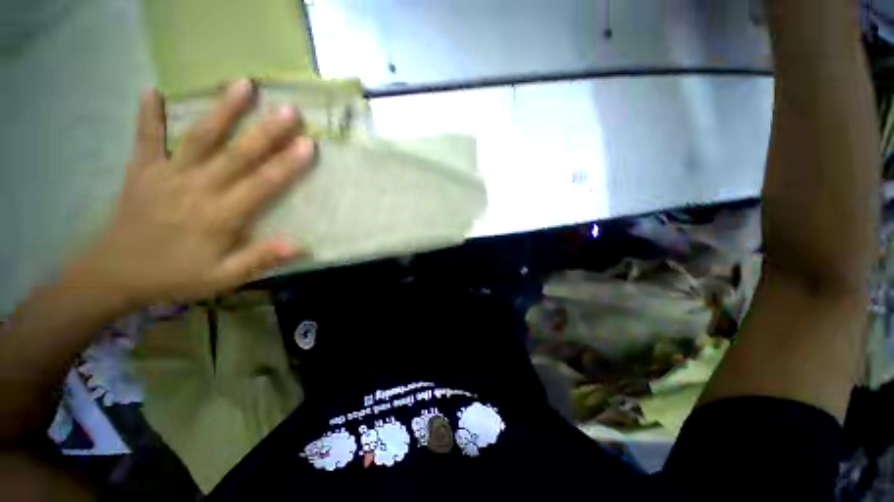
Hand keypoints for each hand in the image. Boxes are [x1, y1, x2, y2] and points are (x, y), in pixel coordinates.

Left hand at [73, 79, 313, 306]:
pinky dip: (148, 115)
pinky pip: (145, 138)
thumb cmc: (176, 276)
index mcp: (219, 216)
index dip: (287, 164)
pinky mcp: (142, 170)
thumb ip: (259, 259)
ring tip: (243, 84)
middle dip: (266, 131)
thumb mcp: (223, 278)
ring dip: (222, 110)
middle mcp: (196, 189)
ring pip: (199, 137)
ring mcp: (166, 175)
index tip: (308, 144)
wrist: (116, 275)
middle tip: (289, 110)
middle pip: (237, 154)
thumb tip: (299, 245)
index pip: (262, 184)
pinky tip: (153, 91)